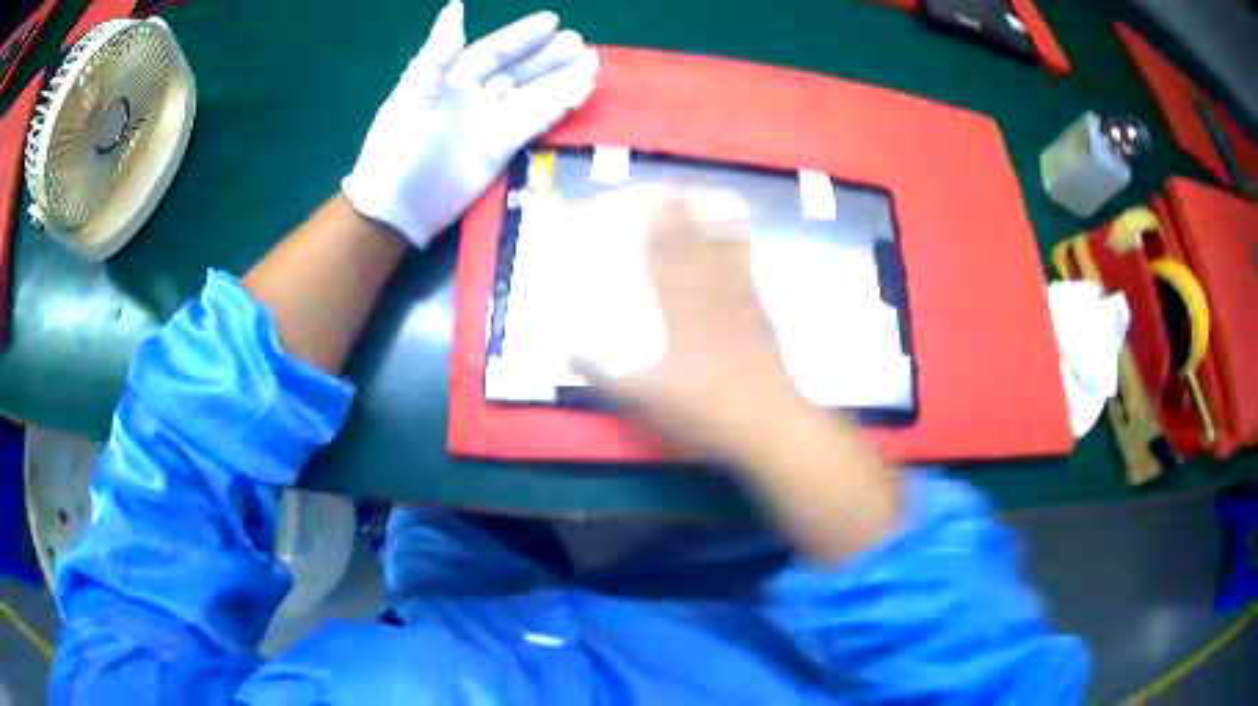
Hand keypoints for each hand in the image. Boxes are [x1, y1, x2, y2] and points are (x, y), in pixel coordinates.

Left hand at [342, 1, 597, 246]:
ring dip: (561, 79)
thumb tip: (456, 6)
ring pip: (532, 95)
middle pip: (518, 72)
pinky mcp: (501, 149)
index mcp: (452, 80)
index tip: (552, 22)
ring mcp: (490, 124)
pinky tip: (580, 92)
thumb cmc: (398, 144)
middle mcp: (475, 98)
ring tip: (593, 64)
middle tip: (580, 44)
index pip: (493, 52)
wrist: (396, 206)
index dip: (521, 37)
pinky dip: (557, 108)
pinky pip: (534, 123)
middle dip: (548, 57)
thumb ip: (440, 52)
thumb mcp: (415, 91)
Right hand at [573, 189, 805, 459]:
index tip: (641, 202)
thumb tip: (564, 352)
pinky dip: (744, 249)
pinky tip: (744, 238)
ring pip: (724, 251)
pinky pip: (750, 271)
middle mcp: (708, 297)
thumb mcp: (643, 398)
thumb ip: (603, 374)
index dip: (650, 228)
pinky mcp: (763, 316)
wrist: (767, 424)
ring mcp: (740, 303)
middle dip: (679, 215)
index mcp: (677, 311)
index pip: (659, 259)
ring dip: (713, 222)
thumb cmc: (704, 409)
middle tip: (672, 186)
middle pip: (692, 247)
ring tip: (708, 196)